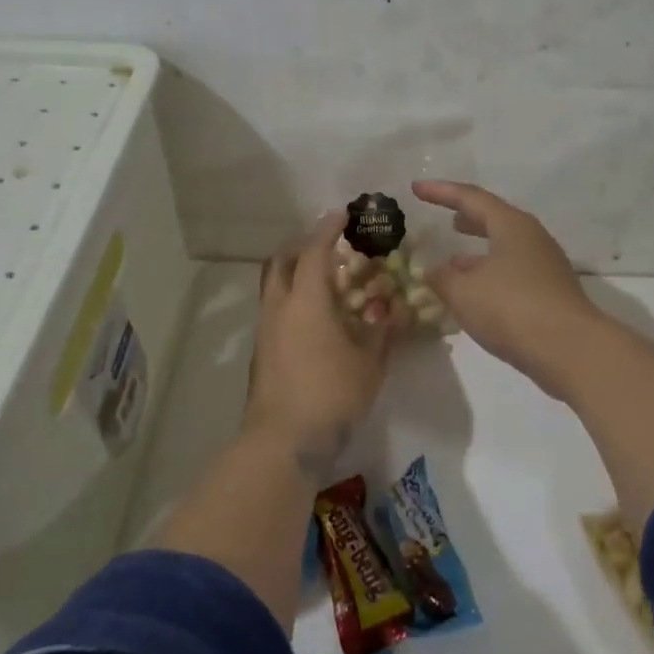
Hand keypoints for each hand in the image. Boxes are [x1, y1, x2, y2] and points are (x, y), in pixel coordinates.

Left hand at [243, 211, 392, 472]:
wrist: (284, 440)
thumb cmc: (332, 394)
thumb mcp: (370, 362)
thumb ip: (383, 330)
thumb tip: (392, 309)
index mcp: (307, 301)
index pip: (315, 251)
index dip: (329, 229)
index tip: (342, 214)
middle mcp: (279, 306)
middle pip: (282, 260)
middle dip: (303, 245)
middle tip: (328, 246)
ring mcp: (265, 329)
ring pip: (274, 285)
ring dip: (295, 273)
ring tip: (324, 281)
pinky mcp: (261, 350)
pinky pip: (274, 308)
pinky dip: (292, 298)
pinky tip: (314, 318)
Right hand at [411, 180, 604, 397]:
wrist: (570, 349)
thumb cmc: (512, 308)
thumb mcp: (464, 292)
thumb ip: (442, 278)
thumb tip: (433, 271)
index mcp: (511, 225)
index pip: (470, 198)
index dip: (441, 192)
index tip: (416, 188)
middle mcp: (532, 239)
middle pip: (495, 220)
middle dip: (468, 219)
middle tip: (447, 218)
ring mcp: (545, 266)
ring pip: (505, 249)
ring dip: (478, 252)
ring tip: (454, 261)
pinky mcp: (550, 293)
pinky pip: (513, 274)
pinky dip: (490, 276)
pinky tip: (476, 294)